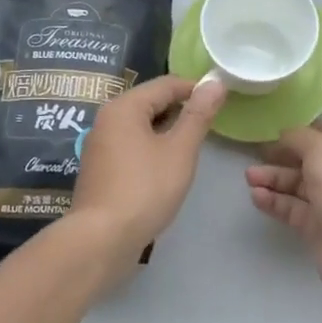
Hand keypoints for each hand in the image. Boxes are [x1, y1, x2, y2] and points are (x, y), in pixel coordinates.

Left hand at [72, 74, 225, 264]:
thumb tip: (215, 82)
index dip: (196, 88)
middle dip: (181, 110)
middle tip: (210, 125)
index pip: (166, 84)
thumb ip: (198, 115)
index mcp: (124, 107)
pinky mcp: (100, 169)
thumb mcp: (180, 150)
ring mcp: (100, 145)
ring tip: (193, 146)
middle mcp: (107, 119)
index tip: (221, 100)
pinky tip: (167, 167)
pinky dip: (152, 148)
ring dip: (167, 131)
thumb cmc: (145, 189)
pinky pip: (131, 146)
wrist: (102, 239)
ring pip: (141, 126)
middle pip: (151, 102)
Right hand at [246, 121, 321, 309]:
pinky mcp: (320, 228)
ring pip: (299, 185)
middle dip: (282, 157)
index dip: (302, 131)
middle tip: (255, 157)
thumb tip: (285, 136)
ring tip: (248, 178)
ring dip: (274, 179)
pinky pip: (294, 209)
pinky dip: (275, 202)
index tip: (275, 134)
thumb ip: (299, 137)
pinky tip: (256, 197)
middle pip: (311, 160)